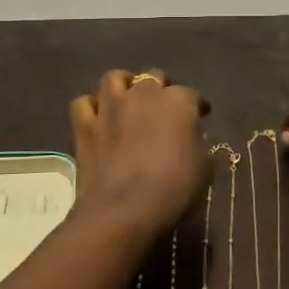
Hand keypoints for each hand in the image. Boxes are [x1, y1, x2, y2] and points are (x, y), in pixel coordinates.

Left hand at [69, 69, 211, 236]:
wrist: (124, 210)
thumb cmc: (173, 189)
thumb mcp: (204, 170)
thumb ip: (199, 147)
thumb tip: (191, 142)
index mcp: (178, 102)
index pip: (192, 95)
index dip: (197, 105)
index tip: (201, 115)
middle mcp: (144, 93)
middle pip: (153, 78)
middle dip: (160, 89)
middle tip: (163, 108)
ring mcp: (110, 106)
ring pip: (114, 78)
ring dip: (123, 85)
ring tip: (128, 99)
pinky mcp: (85, 125)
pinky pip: (84, 104)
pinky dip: (92, 107)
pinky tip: (98, 117)